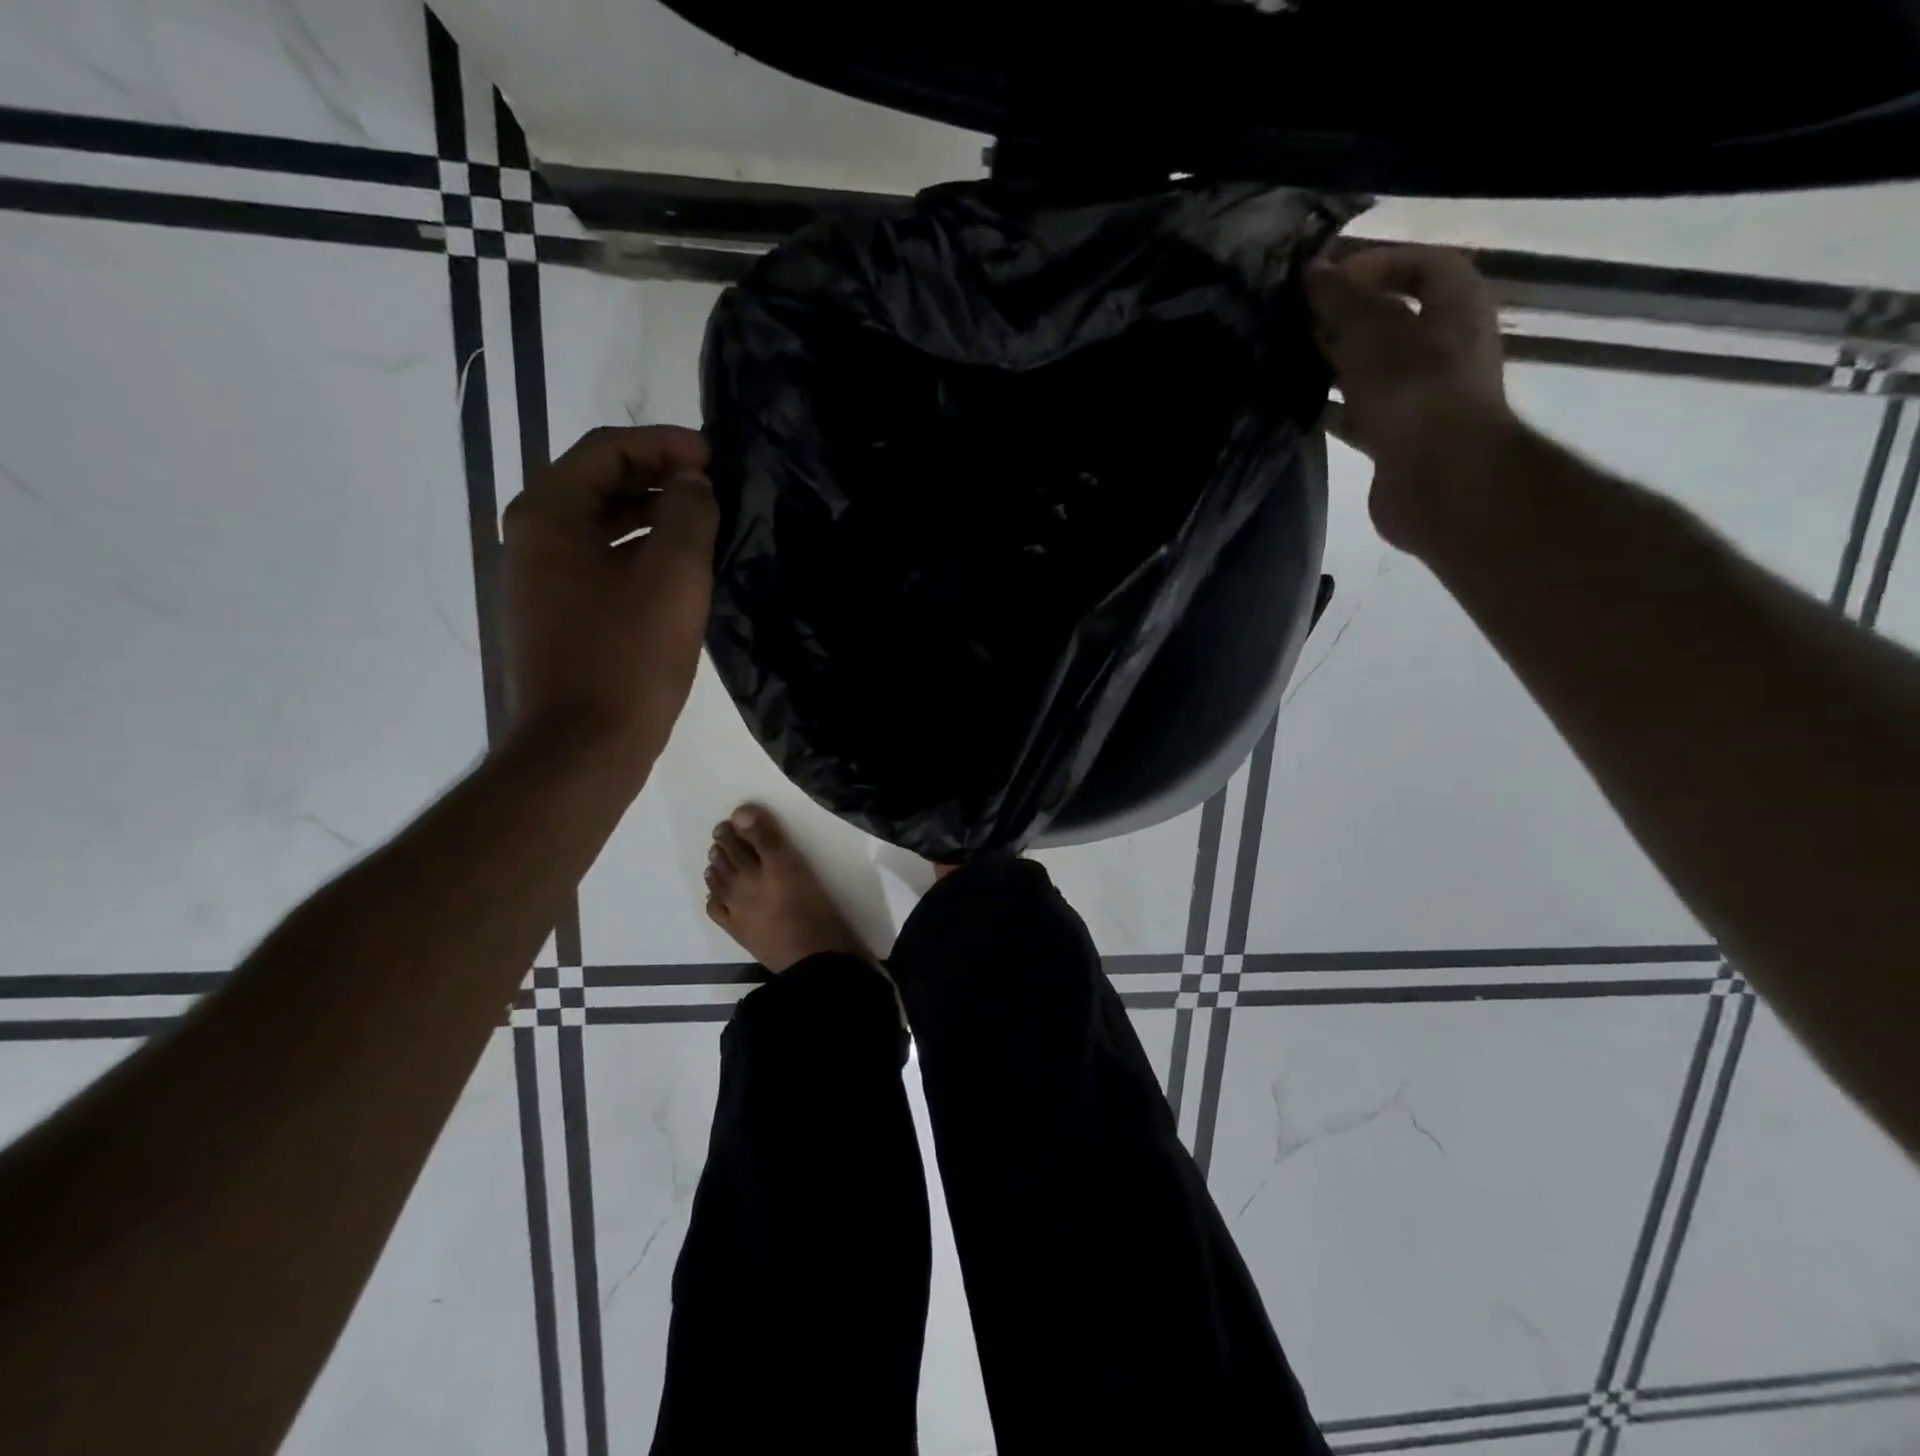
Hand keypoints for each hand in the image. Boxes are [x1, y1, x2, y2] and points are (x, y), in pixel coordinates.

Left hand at [501, 425, 716, 775]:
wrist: (581, 750)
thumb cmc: (627, 658)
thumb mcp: (673, 577)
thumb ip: (689, 515)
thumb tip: (692, 485)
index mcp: (548, 515)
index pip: (607, 450)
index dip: (665, 445)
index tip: (715, 459)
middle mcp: (531, 538)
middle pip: (598, 483)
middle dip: (659, 478)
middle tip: (714, 491)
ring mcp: (539, 581)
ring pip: (600, 526)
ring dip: (652, 517)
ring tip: (705, 528)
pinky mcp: (555, 616)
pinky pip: (599, 564)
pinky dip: (638, 554)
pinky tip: (679, 575)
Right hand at [1305, 245, 1517, 549]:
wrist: (1440, 479)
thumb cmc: (1415, 391)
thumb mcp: (1372, 332)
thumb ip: (1341, 300)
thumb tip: (1312, 272)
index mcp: (1455, 306)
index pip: (1421, 264)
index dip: (1375, 263)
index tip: (1326, 277)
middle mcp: (1444, 346)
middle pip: (1390, 319)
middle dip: (1343, 317)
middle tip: (1295, 319)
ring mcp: (1420, 395)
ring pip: (1369, 368)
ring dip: (1331, 365)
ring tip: (1286, 360)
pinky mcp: (1396, 437)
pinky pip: (1357, 412)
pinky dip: (1330, 408)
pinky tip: (1294, 407)